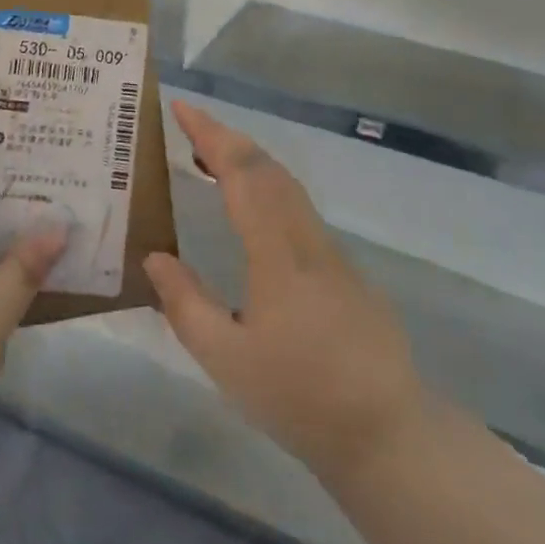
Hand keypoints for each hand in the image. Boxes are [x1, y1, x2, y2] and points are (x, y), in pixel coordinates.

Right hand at [143, 100, 426, 486]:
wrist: (389, 436)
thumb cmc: (300, 397)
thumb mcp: (226, 360)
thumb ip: (185, 304)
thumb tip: (155, 256)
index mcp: (277, 252)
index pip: (242, 172)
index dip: (210, 134)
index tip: (181, 107)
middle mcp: (307, 238)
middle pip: (267, 168)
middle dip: (226, 137)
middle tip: (188, 126)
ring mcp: (332, 252)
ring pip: (287, 185)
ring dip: (247, 161)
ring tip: (209, 161)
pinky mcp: (346, 269)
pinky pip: (298, 208)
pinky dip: (267, 188)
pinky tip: (250, 212)